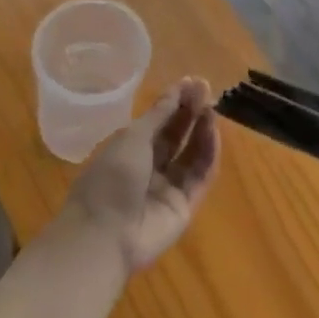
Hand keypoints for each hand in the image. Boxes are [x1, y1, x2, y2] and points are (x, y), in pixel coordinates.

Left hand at [62, 78, 221, 272]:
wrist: (105, 235)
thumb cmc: (111, 177)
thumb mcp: (133, 137)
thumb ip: (160, 114)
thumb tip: (180, 88)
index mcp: (129, 149)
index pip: (158, 121)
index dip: (175, 101)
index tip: (193, 82)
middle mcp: (149, 167)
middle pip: (176, 136)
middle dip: (190, 113)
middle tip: (207, 91)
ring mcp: (167, 188)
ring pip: (191, 155)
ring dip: (202, 130)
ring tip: (212, 108)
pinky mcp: (184, 207)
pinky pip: (200, 177)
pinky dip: (208, 154)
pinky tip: (213, 132)